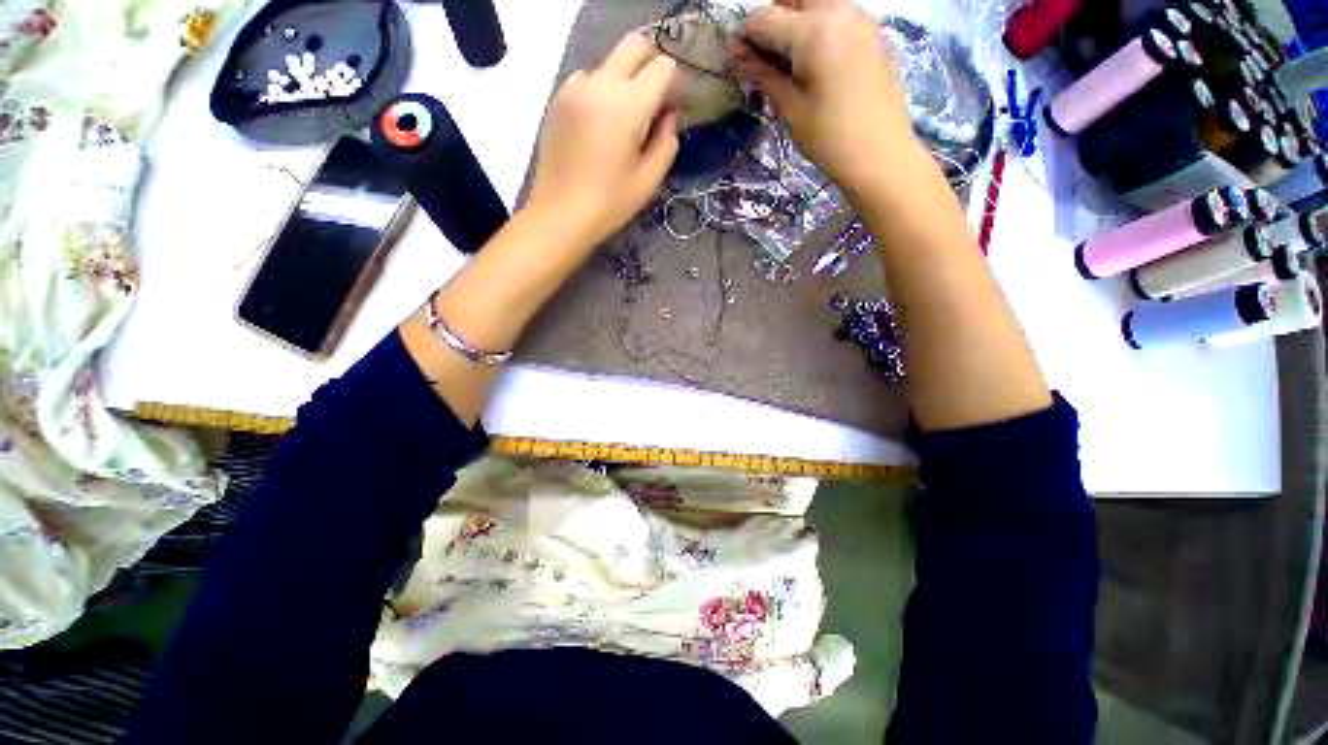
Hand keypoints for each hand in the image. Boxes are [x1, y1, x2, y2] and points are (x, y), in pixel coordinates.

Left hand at [525, 33, 679, 249]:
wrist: (560, 214)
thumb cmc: (610, 203)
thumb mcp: (650, 179)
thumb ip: (667, 140)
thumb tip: (667, 115)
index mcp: (627, 105)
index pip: (662, 67)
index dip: (674, 86)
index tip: (670, 112)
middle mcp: (600, 83)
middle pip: (635, 47)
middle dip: (652, 68)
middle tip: (653, 106)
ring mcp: (574, 88)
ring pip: (611, 63)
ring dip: (625, 82)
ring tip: (622, 125)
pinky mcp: (559, 99)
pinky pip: (588, 80)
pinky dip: (602, 92)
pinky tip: (599, 128)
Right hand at [732, 0, 915, 193]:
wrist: (881, 155)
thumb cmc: (830, 138)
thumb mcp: (791, 109)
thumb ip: (764, 75)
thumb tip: (737, 57)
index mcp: (813, 31)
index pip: (764, 17)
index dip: (745, 38)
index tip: (739, 62)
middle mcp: (839, 11)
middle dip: (773, 20)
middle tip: (767, 58)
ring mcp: (861, 18)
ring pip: (818, 2)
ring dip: (797, 22)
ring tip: (792, 63)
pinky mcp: (874, 32)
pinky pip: (839, 15)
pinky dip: (820, 28)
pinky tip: (818, 64)